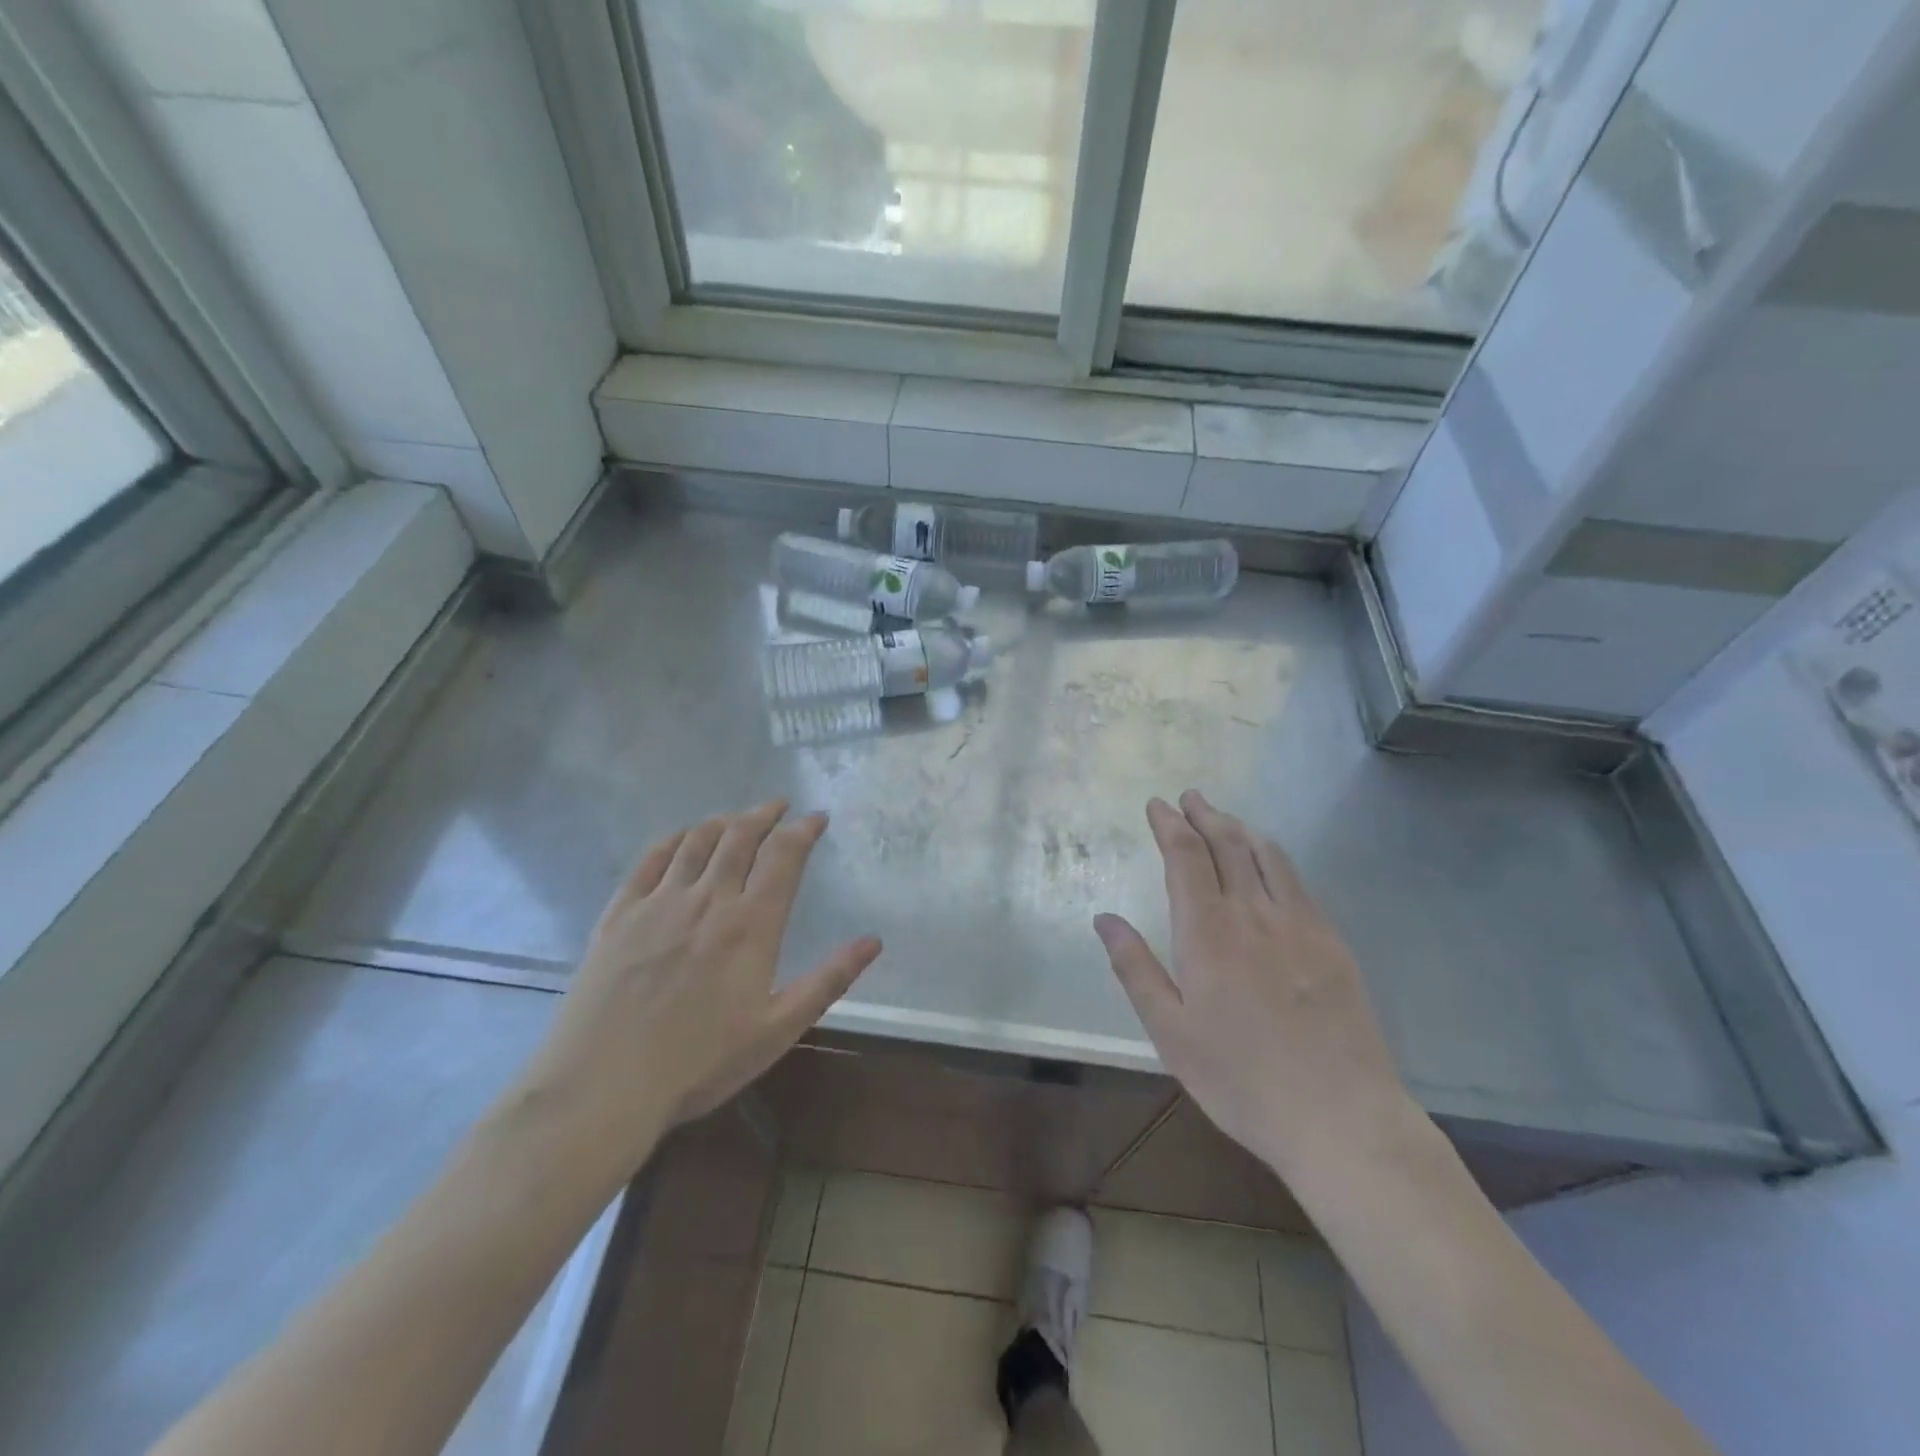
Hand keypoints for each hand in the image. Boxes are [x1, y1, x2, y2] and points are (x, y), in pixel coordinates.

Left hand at [512, 800, 880, 1172]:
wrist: (603, 1087)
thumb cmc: (700, 1064)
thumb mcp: (778, 1030)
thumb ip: (828, 980)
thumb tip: (873, 941)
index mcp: (751, 925)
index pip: (783, 856)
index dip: (803, 830)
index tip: (817, 817)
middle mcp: (708, 900)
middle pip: (740, 837)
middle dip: (765, 813)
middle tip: (779, 805)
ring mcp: (659, 903)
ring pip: (697, 841)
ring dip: (724, 821)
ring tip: (738, 817)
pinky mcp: (619, 914)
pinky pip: (650, 860)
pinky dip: (673, 839)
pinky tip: (682, 838)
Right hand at [1094, 791, 1412, 1179]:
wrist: (1340, 1117)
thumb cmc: (1240, 1079)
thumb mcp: (1169, 1032)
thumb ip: (1135, 968)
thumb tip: (1105, 918)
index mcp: (1207, 932)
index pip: (1185, 856)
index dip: (1169, 824)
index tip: (1157, 805)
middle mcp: (1253, 913)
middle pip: (1227, 844)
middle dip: (1204, 815)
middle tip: (1190, 797)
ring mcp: (1300, 924)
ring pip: (1267, 856)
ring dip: (1241, 828)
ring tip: (1224, 818)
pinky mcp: (1332, 942)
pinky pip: (1298, 883)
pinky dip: (1275, 858)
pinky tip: (1270, 865)